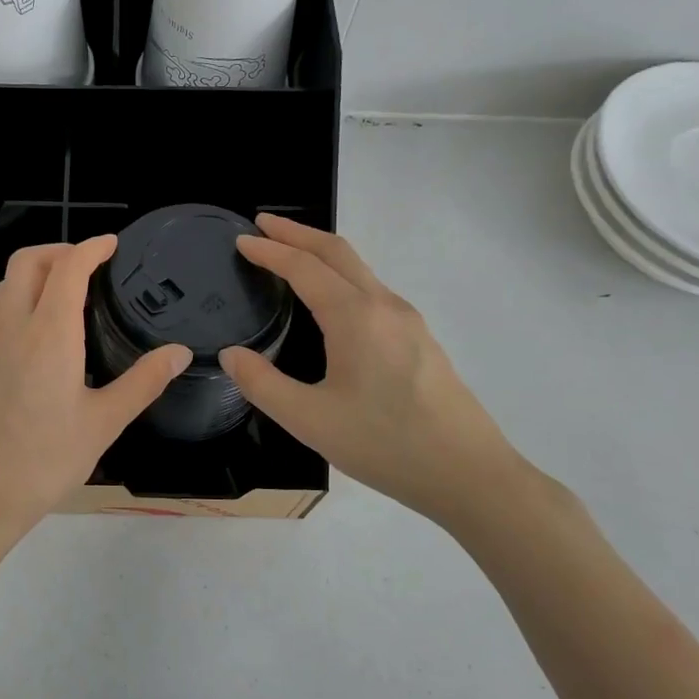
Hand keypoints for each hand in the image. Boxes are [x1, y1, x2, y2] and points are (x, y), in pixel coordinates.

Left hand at [0, 237, 189, 546]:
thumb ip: (143, 382)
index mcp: (48, 333)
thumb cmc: (45, 460)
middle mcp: (11, 328)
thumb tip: (180, 352)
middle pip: (25, 263)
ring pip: (4, 287)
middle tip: (89, 265)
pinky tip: (40, 342)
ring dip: (33, 276)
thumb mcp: (104, 423)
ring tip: (66, 297)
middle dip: (57, 251)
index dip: (91, 247)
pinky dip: (19, 305)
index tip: (112, 244)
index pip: (67, 267)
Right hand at [218, 214, 534, 527]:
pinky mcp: (420, 339)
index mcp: (356, 317)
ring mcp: (408, 321)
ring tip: (290, 255)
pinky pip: (372, 290)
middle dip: (298, 233)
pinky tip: (330, 301)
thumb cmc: (385, 445)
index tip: (241, 240)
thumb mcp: (309, 420)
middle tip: (263, 225)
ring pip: (359, 269)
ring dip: (322, 253)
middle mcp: (384, 306)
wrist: (468, 474)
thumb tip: (231, 355)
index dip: (269, 250)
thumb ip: (262, 384)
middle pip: (337, 252)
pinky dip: (341, 276)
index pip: (304, 267)